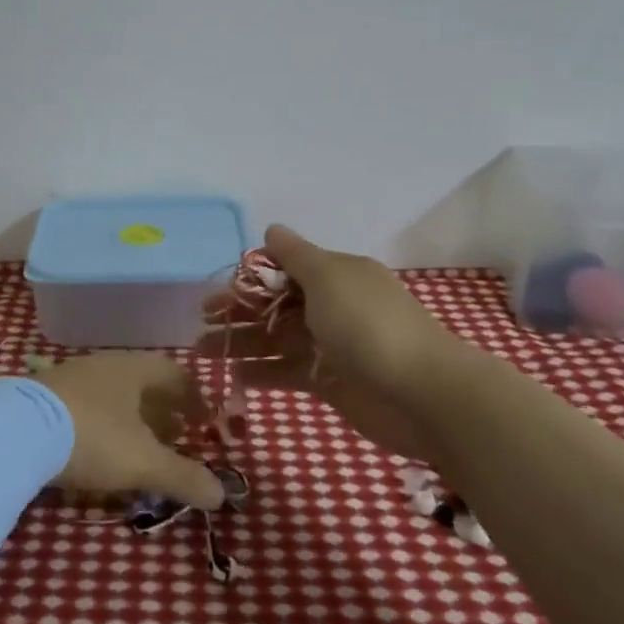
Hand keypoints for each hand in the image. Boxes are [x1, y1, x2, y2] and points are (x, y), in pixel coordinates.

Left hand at [33, 354, 225, 509]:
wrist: (16, 430)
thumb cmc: (92, 436)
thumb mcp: (143, 461)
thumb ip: (183, 476)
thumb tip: (222, 494)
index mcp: (134, 369)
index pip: (175, 374)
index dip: (195, 398)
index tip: (205, 422)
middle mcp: (105, 364)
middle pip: (144, 384)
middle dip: (163, 411)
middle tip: (177, 438)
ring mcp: (72, 377)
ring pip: (114, 395)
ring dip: (132, 419)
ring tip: (140, 449)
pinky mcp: (45, 395)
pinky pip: (87, 406)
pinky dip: (103, 426)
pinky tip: (97, 451)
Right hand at [205, 224, 475, 458]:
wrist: (423, 393)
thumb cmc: (369, 325)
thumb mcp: (328, 277)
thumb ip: (295, 255)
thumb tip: (271, 229)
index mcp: (335, 275)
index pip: (284, 270)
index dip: (249, 279)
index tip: (217, 290)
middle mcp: (332, 306)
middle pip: (275, 304)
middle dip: (238, 311)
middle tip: (201, 321)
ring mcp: (331, 345)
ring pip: (277, 338)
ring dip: (242, 342)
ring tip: (203, 350)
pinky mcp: (331, 381)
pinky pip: (289, 371)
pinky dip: (263, 372)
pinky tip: (234, 375)